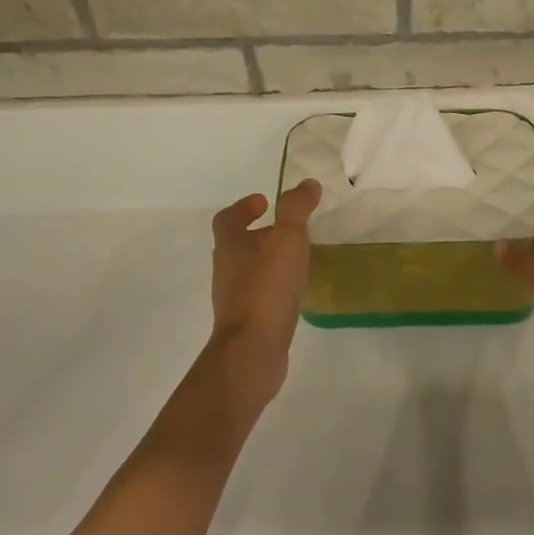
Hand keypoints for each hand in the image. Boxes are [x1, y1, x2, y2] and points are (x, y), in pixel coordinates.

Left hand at [209, 180, 321, 364]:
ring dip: (269, 260)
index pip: (228, 218)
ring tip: (298, 258)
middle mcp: (227, 270)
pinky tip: (295, 291)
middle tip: (288, 229)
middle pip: (238, 244)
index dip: (244, 207)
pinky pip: (260, 295)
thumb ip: (297, 209)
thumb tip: (307, 184)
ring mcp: (234, 298)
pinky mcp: (247, 322)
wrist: (252, 351)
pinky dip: (274, 286)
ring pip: (249, 270)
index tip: (265, 201)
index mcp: (230, 246)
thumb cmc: (267, 288)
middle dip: (261, 233)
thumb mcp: (287, 240)